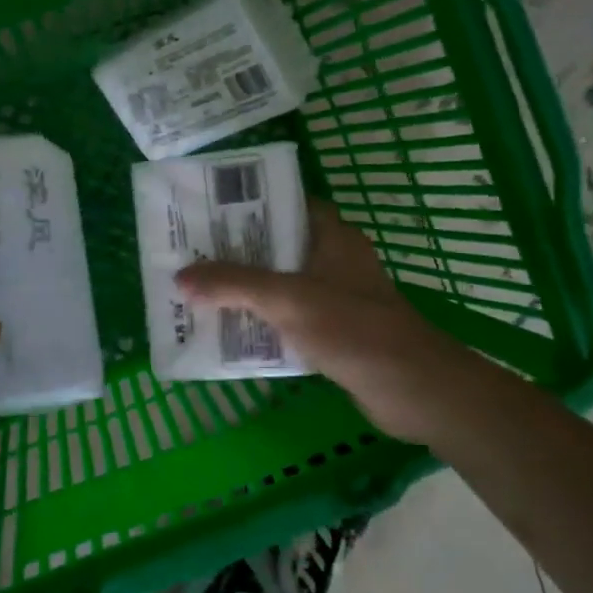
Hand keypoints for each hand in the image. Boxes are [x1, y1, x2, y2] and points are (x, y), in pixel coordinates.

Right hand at [177, 199, 443, 446]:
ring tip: (201, 289)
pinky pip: (290, 317)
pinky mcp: (336, 332)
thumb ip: (233, 285)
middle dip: (237, 250)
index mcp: (332, 236)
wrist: (412, 389)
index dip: (250, 203)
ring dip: (247, 289)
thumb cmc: (352, 328)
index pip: (287, 203)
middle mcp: (335, 259)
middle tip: (193, 253)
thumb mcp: (286, 298)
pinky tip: (231, 330)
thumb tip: (180, 278)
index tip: (209, 210)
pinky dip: (264, 321)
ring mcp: (337, 297)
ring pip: (282, 284)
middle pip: (278, 245)